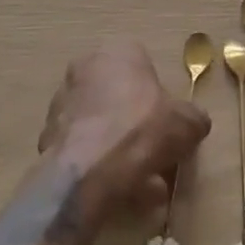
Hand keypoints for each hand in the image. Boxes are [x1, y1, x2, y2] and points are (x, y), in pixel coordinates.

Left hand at [38, 41, 211, 218]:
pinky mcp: (48, 134)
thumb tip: (196, 123)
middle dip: (138, 128)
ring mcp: (63, 100)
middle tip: (156, 157)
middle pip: (120, 98)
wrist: (88, 170)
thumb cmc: (142, 130)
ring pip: (101, 126)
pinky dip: (99, 165)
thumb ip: (193, 119)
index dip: (159, 100)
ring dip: (120, 151)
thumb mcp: (186, 124)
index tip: (168, 127)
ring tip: (142, 187)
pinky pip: (84, 148)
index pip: (144, 68)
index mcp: (120, 52)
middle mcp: (87, 67)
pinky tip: (117, 192)